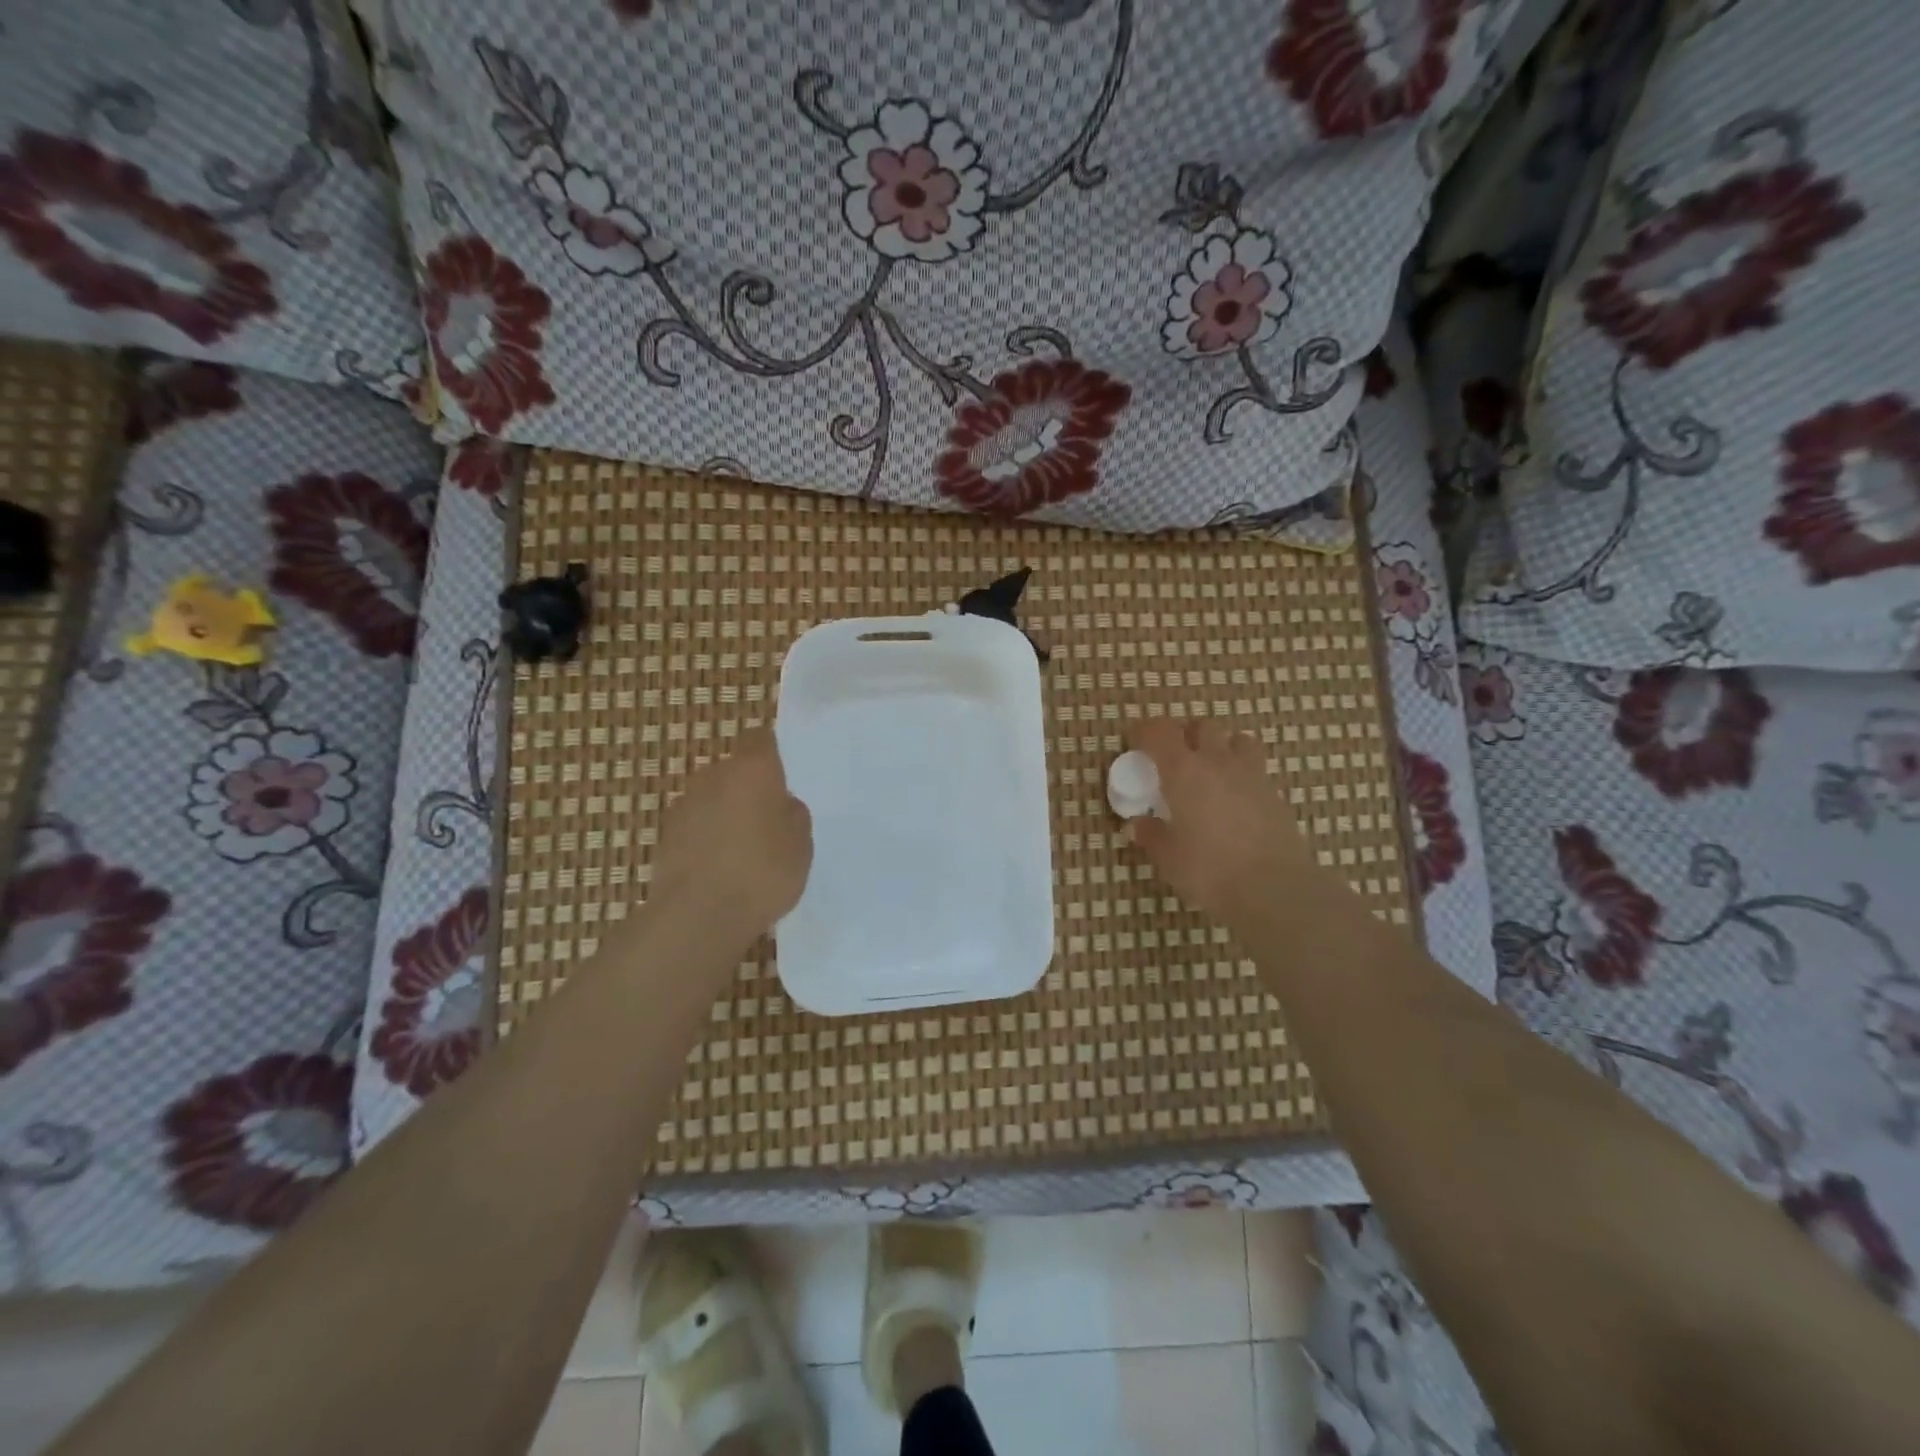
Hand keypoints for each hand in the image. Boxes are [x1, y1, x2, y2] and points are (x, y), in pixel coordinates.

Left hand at [652, 728, 812, 933]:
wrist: (697, 917)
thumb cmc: (762, 873)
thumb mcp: (801, 845)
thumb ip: (793, 815)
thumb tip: (781, 805)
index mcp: (752, 769)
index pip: (760, 739)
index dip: (771, 752)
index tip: (784, 774)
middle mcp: (713, 776)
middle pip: (734, 771)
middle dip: (749, 789)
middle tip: (770, 821)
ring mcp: (684, 806)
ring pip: (712, 800)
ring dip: (726, 815)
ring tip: (745, 851)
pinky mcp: (664, 837)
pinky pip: (695, 828)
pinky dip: (707, 840)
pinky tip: (721, 870)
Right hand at [1124, 717, 1324, 926]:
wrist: (1273, 888)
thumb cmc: (1209, 869)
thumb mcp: (1168, 857)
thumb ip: (1150, 835)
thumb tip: (1136, 825)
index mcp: (1182, 770)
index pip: (1159, 731)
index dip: (1144, 731)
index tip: (1135, 742)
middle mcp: (1216, 762)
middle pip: (1202, 726)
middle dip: (1185, 734)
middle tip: (1174, 758)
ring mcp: (1250, 774)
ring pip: (1236, 739)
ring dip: (1221, 746)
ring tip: (1211, 770)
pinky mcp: (1274, 793)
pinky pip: (1255, 767)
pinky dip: (1241, 773)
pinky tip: (1234, 798)